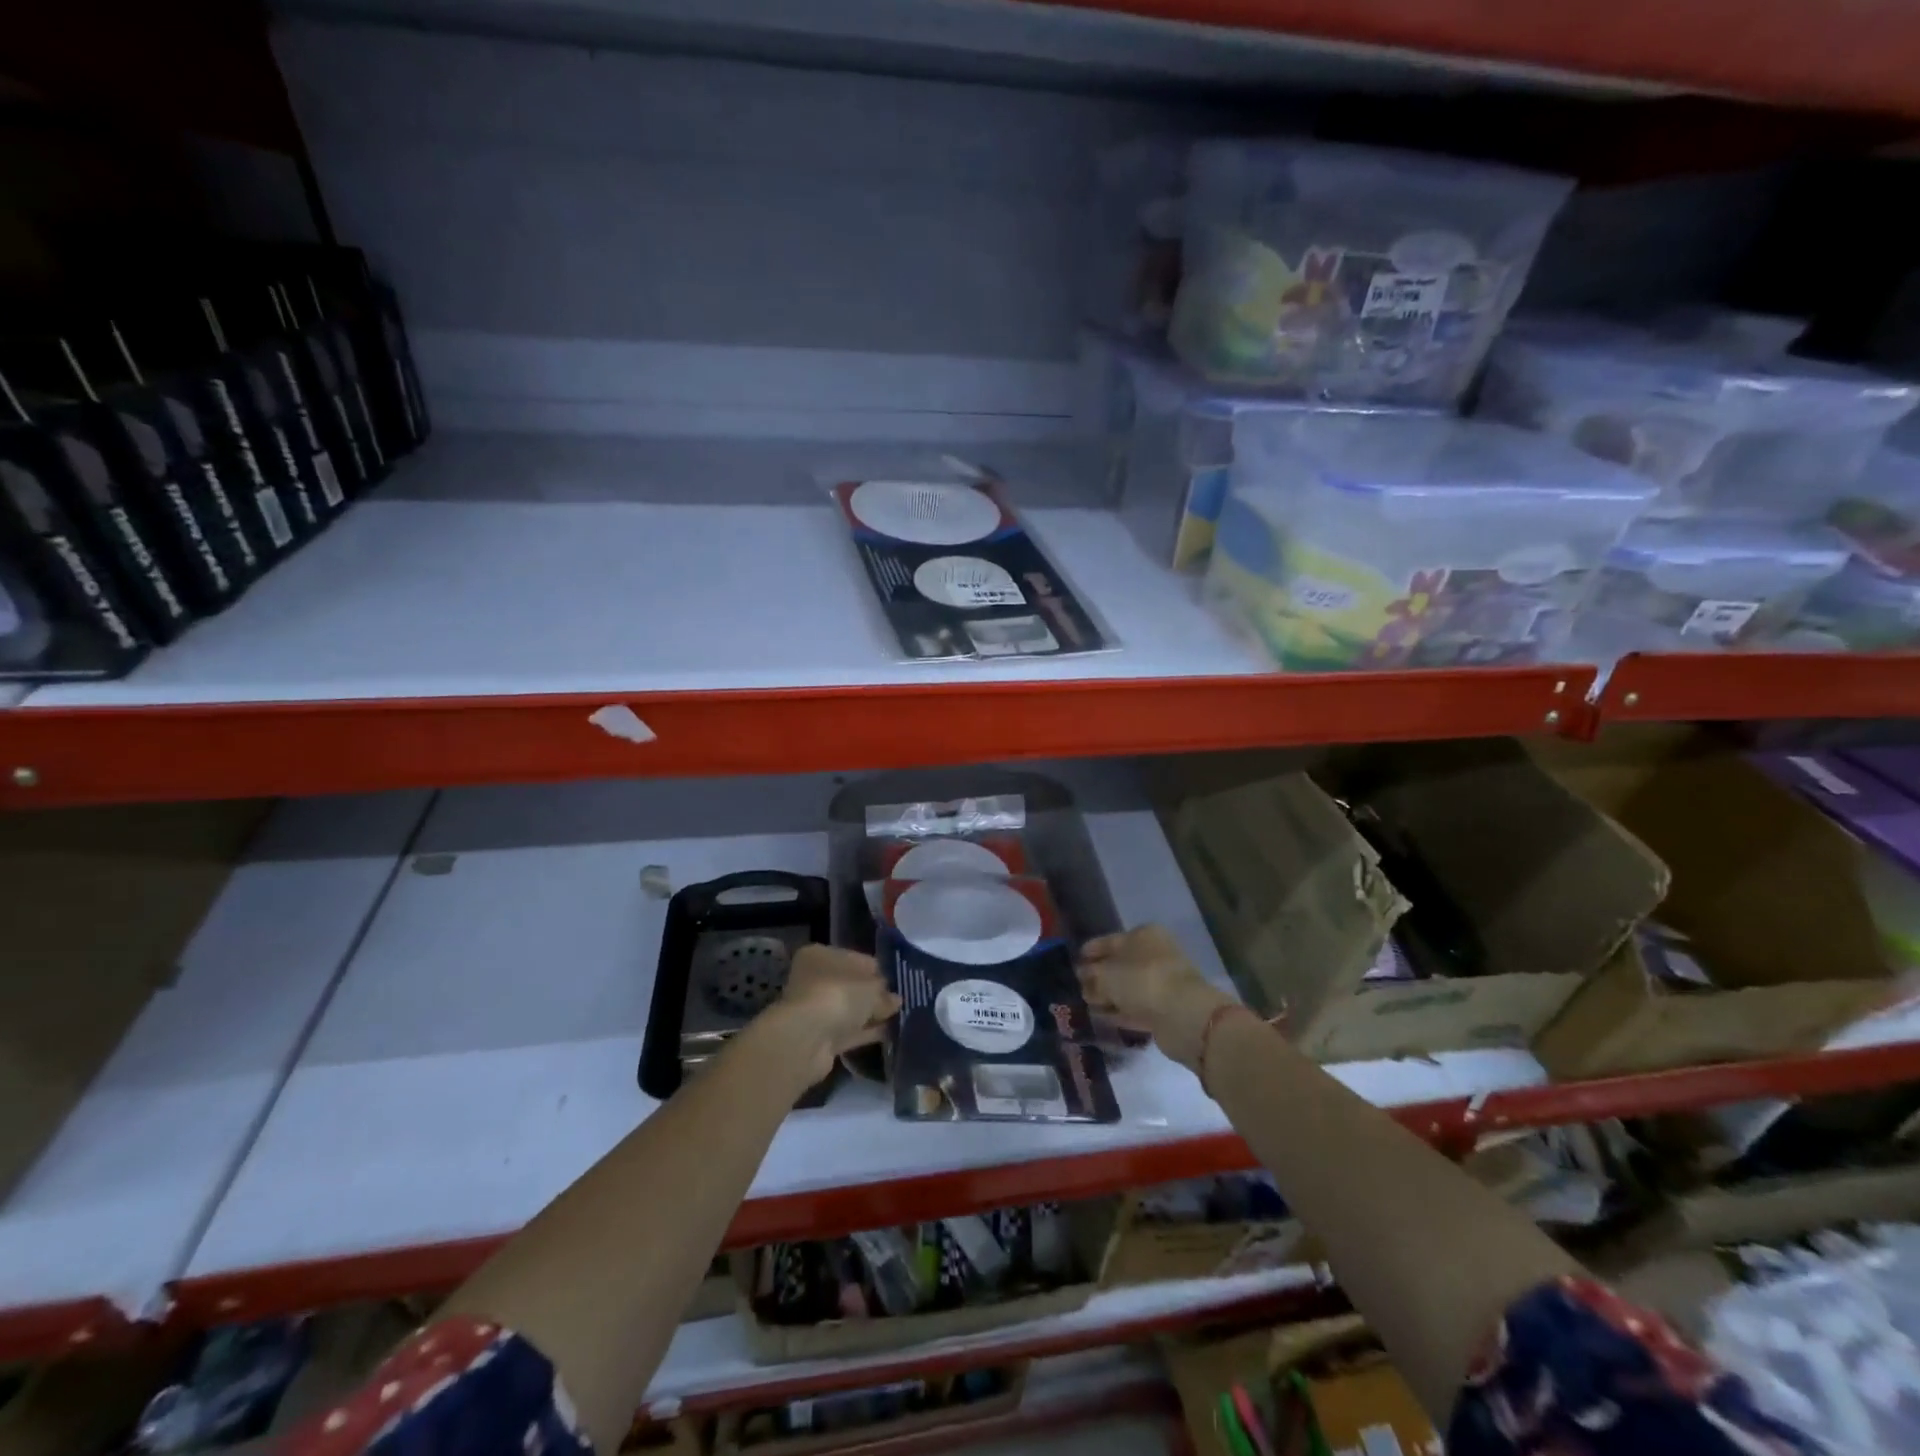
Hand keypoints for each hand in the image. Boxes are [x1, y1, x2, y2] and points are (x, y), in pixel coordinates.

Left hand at [765, 945, 900, 1083]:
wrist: (807, 1038)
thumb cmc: (839, 995)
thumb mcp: (872, 987)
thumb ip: (885, 993)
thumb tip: (895, 1000)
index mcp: (820, 955)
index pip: (855, 958)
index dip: (877, 970)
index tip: (897, 982)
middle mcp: (814, 979)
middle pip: (851, 986)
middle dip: (874, 995)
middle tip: (900, 1002)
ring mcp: (815, 1010)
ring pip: (850, 1010)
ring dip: (871, 1015)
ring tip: (900, 1018)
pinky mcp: (819, 1037)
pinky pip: (849, 1031)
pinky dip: (866, 1032)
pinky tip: (889, 1034)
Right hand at [1079, 925, 1235, 1069]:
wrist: (1184, 1015)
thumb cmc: (1141, 981)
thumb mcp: (1105, 974)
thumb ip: (1090, 974)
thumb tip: (1083, 976)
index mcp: (1143, 935)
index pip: (1109, 940)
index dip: (1090, 950)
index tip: (1074, 961)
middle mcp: (1155, 954)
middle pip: (1120, 964)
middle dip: (1099, 976)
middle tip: (1078, 987)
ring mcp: (1162, 982)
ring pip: (1128, 987)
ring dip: (1109, 996)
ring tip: (1087, 1005)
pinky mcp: (1166, 1009)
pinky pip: (1137, 1008)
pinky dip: (1121, 1012)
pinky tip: (1103, 1018)